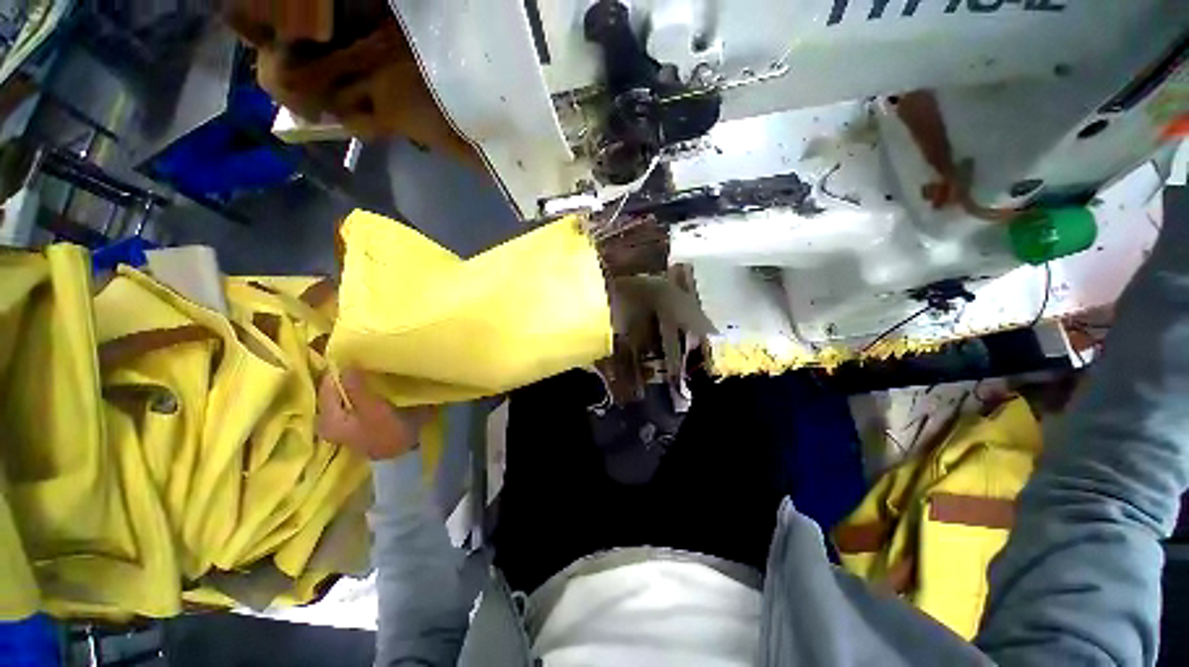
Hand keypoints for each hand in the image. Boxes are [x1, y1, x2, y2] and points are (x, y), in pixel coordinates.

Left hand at [317, 368, 426, 459]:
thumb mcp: (374, 411)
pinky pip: (354, 397)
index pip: (327, 384)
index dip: (339, 368)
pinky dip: (362, 388)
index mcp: (327, 419)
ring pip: (345, 392)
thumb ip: (356, 389)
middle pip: (335, 388)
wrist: (406, 453)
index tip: (355, 352)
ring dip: (357, 380)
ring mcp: (343, 420)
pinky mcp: (357, 419)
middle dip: (348, 373)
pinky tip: (374, 381)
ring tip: (372, 366)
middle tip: (366, 358)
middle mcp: (328, 420)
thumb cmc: (388, 433)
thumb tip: (344, 364)